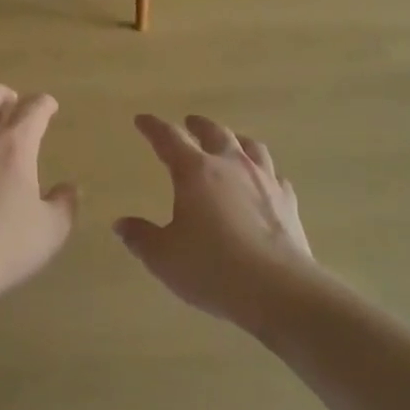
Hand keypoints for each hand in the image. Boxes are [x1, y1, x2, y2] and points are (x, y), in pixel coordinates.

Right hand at [114, 115, 315, 331]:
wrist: (278, 289)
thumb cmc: (212, 268)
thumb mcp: (164, 257)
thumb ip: (141, 237)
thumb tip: (121, 224)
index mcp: (195, 171)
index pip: (169, 138)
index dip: (153, 127)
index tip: (142, 120)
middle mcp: (231, 166)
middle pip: (215, 133)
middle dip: (199, 125)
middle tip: (190, 122)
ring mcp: (264, 181)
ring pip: (251, 147)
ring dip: (236, 140)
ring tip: (231, 142)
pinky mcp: (288, 202)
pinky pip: (275, 176)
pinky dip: (265, 173)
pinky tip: (265, 182)